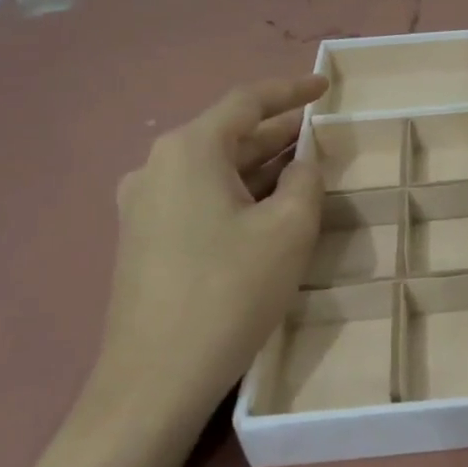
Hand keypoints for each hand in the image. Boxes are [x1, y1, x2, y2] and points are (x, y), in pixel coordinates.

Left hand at [94, 74, 328, 425]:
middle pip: (228, 134)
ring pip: (214, 168)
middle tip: (322, 130)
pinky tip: (265, 206)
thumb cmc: (229, 292)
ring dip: (259, 164)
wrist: (154, 380)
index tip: (325, 86)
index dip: (291, 90)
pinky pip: (198, 196)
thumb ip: (306, 180)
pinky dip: (236, 191)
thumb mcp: (289, 229)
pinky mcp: (143, 238)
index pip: (247, 102)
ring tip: (303, 165)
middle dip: (278, 131)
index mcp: (189, 150)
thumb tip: (302, 164)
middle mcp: (157, 166)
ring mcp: (143, 204)